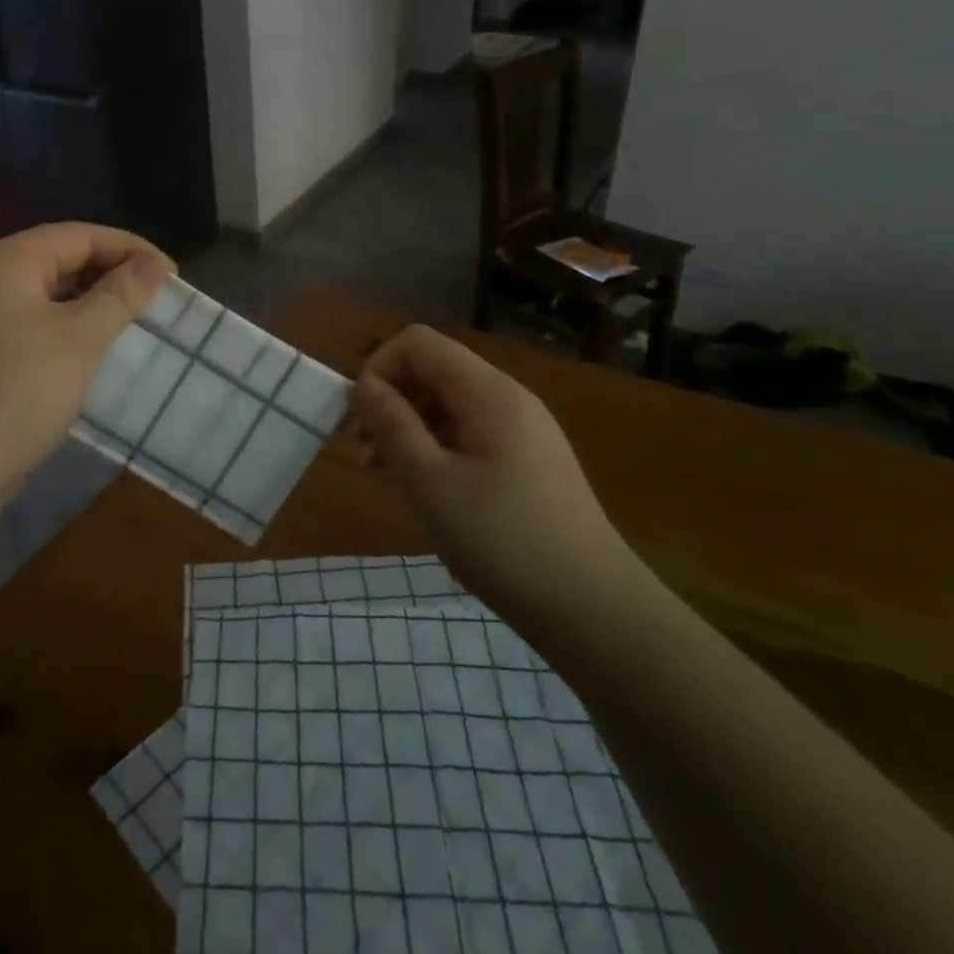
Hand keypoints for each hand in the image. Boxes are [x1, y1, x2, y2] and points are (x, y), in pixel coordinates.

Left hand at [0, 222, 173, 508]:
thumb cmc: (19, 393)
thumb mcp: (80, 339)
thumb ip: (121, 294)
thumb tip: (155, 264)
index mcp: (7, 261)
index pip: (80, 235)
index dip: (131, 249)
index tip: (172, 276)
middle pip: (60, 258)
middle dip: (111, 273)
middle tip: (155, 298)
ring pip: (46, 292)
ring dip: (91, 301)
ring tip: (131, 321)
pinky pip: (31, 321)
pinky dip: (66, 326)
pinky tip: (90, 349)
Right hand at [350, 325, 637, 632]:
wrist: (595, 610)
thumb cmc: (503, 541)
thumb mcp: (430, 483)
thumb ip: (391, 425)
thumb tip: (363, 385)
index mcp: (488, 392)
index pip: (418, 342)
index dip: (378, 369)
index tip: (358, 420)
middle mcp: (509, 397)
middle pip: (435, 369)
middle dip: (391, 399)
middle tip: (365, 452)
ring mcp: (525, 429)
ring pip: (451, 403)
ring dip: (411, 425)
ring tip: (387, 474)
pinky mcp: (531, 460)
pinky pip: (472, 431)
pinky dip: (439, 446)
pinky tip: (428, 488)